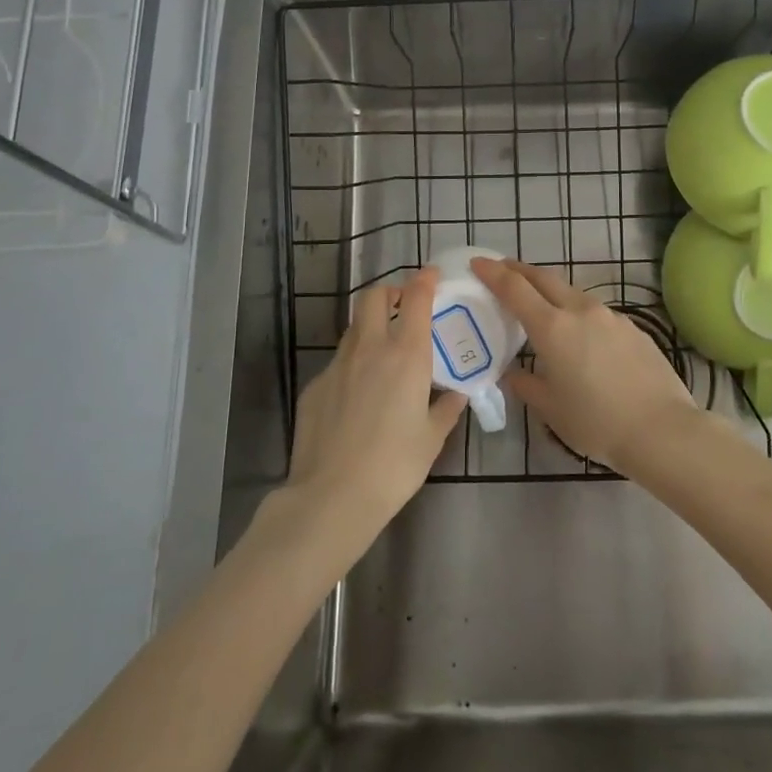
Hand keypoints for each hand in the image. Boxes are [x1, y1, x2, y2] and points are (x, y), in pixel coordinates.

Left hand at [281, 267, 466, 537]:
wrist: (332, 496)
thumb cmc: (395, 465)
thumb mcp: (432, 438)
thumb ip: (446, 409)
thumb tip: (456, 394)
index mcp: (406, 355)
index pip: (415, 298)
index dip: (424, 280)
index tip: (432, 275)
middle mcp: (370, 348)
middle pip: (374, 297)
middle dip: (390, 292)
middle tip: (403, 306)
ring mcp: (337, 365)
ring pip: (354, 327)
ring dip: (370, 326)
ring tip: (383, 350)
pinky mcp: (315, 385)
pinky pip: (338, 362)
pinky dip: (352, 363)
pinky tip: (358, 395)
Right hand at [472, 257, 700, 475]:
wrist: (662, 429)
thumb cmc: (596, 423)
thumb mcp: (551, 409)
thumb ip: (527, 385)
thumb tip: (515, 373)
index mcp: (553, 328)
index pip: (515, 289)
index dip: (493, 273)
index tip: (478, 262)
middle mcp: (581, 311)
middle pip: (544, 278)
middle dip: (520, 271)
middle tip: (503, 270)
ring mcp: (611, 316)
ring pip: (572, 293)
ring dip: (551, 291)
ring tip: (540, 305)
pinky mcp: (633, 328)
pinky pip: (596, 312)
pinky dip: (578, 313)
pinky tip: (581, 335)